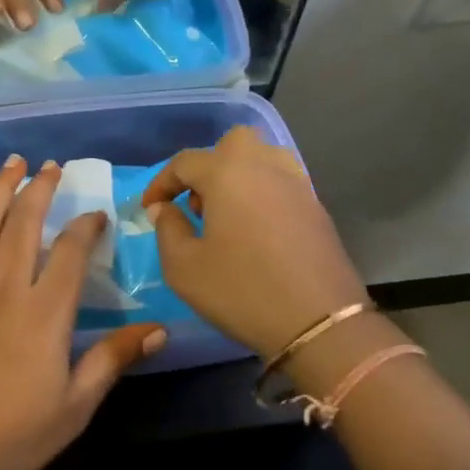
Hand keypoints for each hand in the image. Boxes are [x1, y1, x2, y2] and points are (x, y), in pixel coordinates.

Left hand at [0, 157, 166, 469]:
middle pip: (24, 221)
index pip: (71, 252)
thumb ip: (112, 362)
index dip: (86, 227)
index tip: (95, 216)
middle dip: (41, 188)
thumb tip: (159, 330)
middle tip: (51, 167)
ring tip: (12, 164)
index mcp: (43, 313)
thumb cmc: (5, 439)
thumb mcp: (72, 410)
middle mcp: (3, 286)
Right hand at [141, 127, 367, 358]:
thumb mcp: (184, 267)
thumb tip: (164, 208)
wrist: (319, 324)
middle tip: (197, 205)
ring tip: (226, 215)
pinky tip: (255, 230)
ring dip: (238, 176)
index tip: (149, 209)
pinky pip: (281, 184)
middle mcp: (265, 166)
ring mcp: (297, 185)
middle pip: (231, 145)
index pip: (184, 163)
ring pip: (262, 159)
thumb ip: (167, 228)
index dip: (161, 183)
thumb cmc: (241, 291)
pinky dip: (262, 194)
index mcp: (228, 173)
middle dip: (208, 167)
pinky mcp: (317, 208)